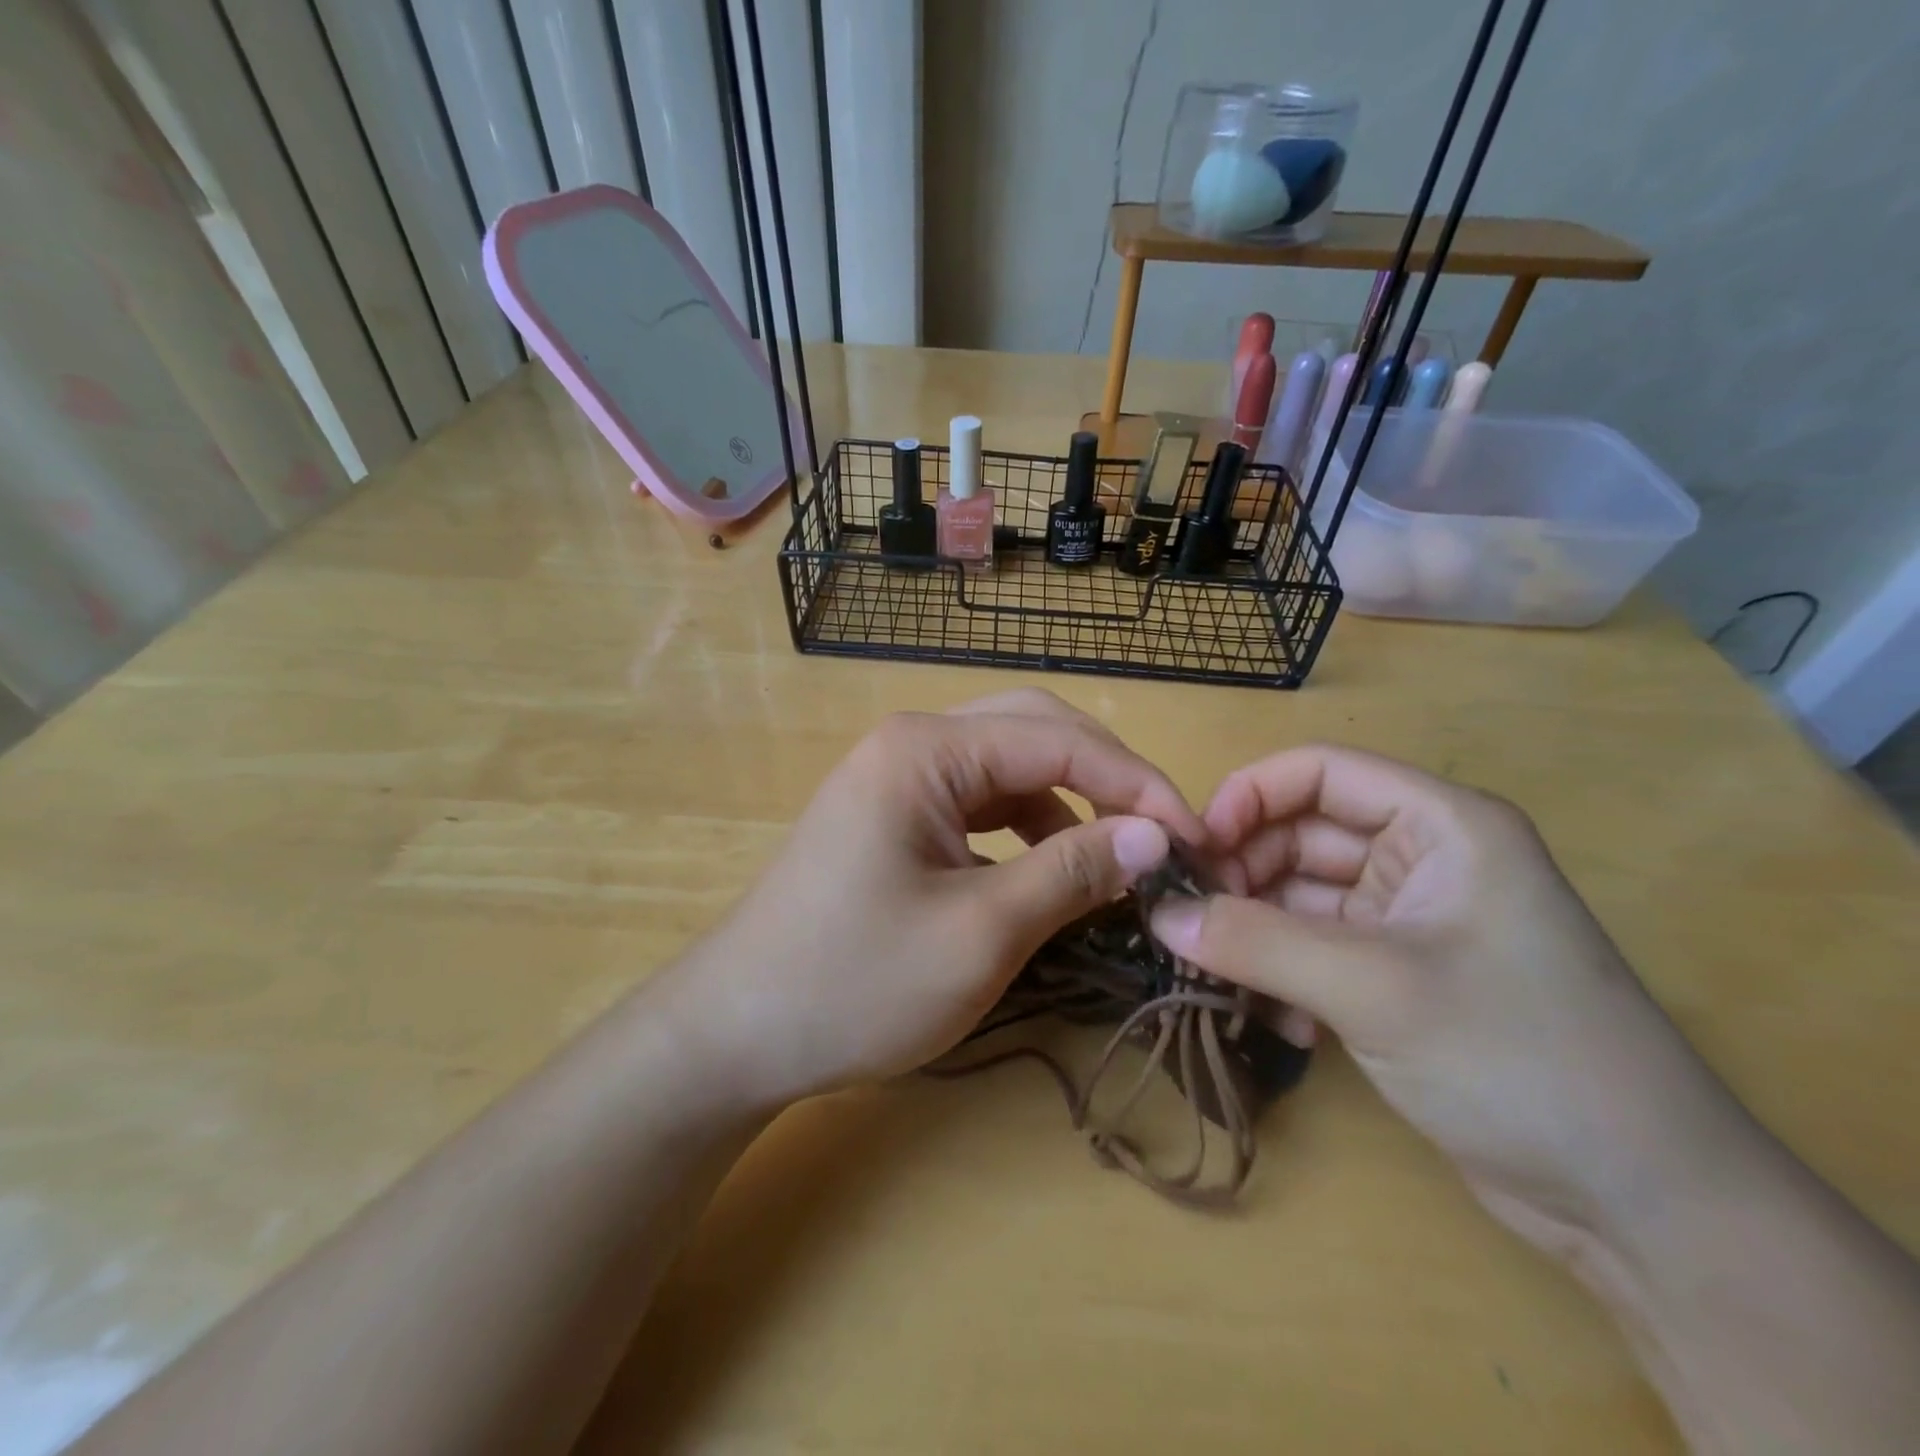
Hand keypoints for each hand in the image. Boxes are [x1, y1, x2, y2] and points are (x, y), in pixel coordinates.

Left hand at [659, 689, 1205, 1109]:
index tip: (1195, 841)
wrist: (737, 1031)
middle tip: (1159, 838)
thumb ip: (1071, 871)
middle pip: (1034, 733)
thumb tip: (1154, 836)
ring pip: (1008, 767)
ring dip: (1067, 804)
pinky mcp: (893, 815)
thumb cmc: (854, 983)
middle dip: (1105, 779)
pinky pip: (978, 802)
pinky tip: (1046, 869)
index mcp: (926, 750)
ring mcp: (897, 777)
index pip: (1059, 740)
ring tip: (1112, 859)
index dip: (1136, 786)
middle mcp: (911, 744)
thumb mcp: (980, 932)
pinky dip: (1026, 828)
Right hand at [1150, 746, 1737, 1254]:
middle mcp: (1423, 859)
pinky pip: (1313, 948)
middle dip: (1242, 874)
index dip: (1248, 797)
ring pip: (1299, 895)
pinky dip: (1281, 972)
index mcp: (1441, 825)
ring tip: (1219, 975)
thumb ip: (1256, 943)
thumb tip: (1159, 915)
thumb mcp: (1374, 989)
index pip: (1320, 772)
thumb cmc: (1519, 1058)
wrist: (1643, 1206)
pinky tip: (1275, 1020)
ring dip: (1255, 930)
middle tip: (1191, 923)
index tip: (1193, 852)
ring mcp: (1409, 921)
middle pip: (1301, 834)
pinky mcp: (1397, 976)